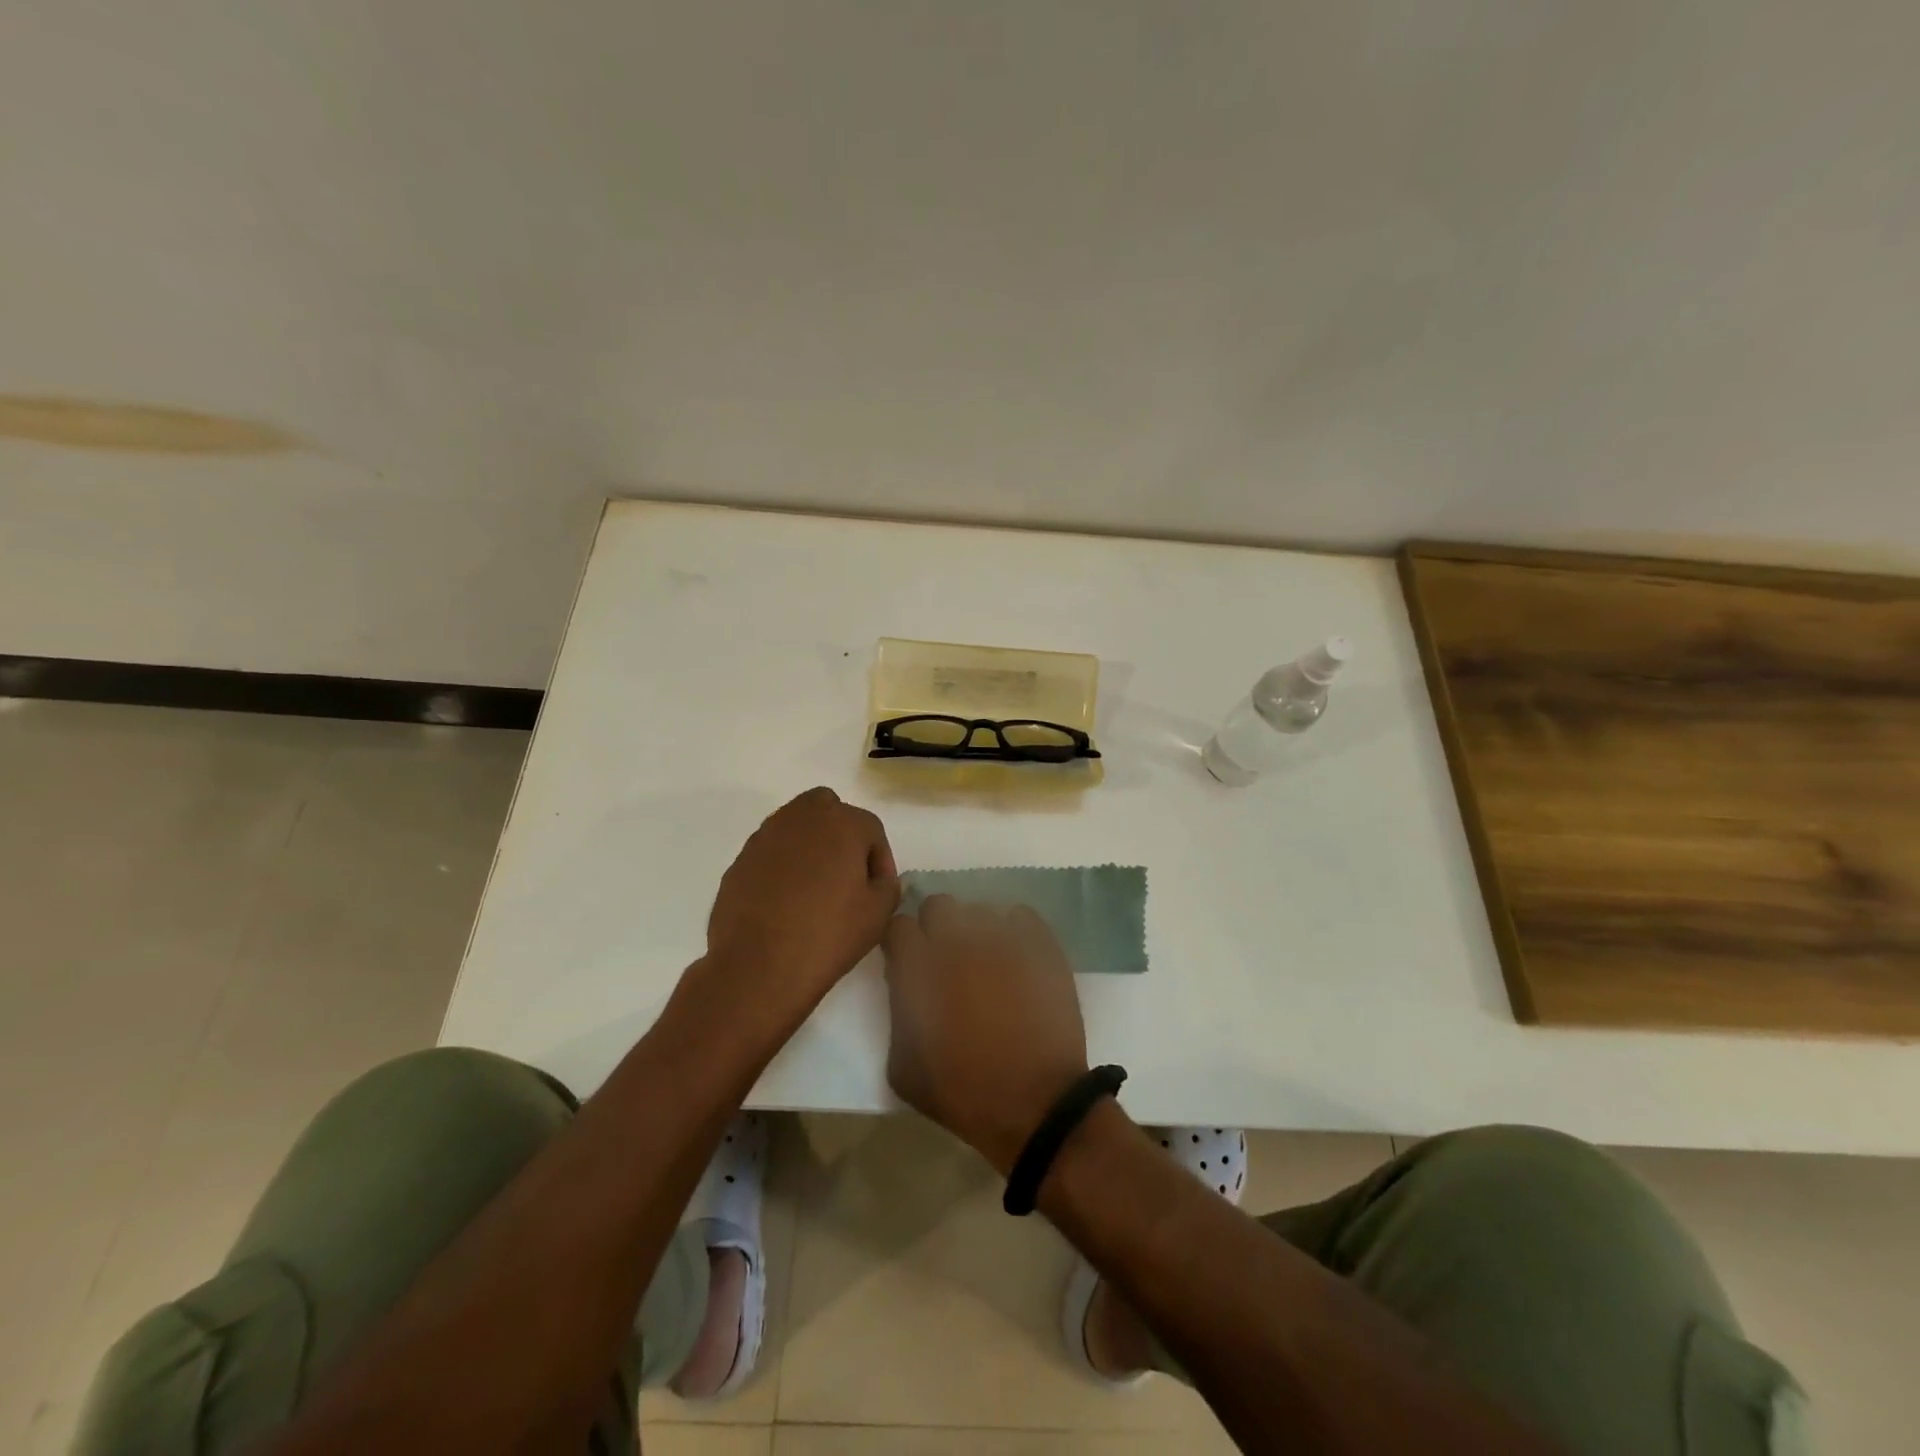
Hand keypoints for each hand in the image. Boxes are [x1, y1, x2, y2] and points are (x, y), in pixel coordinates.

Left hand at [707, 787, 898, 1010]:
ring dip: (810, 846)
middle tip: (846, 873)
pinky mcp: (741, 860)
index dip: (880, 860)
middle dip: (841, 834)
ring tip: (815, 888)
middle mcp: (802, 818)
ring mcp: (766, 837)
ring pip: (796, 826)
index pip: (871, 829)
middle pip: (829, 809)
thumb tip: (879, 879)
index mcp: (842, 823)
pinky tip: (786, 901)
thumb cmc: (828, 935)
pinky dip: (783, 865)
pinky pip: (771, 852)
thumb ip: (888, 886)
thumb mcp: (878, 914)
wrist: (758, 967)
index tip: (878, 891)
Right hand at [882, 896, 1089, 1173]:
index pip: (898, 927)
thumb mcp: (903, 1067)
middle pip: (938, 906)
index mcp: (921, 968)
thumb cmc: (964, 1093)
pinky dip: (1014, 931)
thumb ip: (896, 1013)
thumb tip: (903, 984)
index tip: (908, 962)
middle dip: (935, 928)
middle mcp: (959, 941)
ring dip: (975, 932)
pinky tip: (1016, 959)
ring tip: (986, 963)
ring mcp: (1003, 938)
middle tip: (946, 959)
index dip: (901, 945)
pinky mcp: (1041, 944)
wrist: (1037, 1105)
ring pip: (980, 911)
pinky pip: (1021, 917)